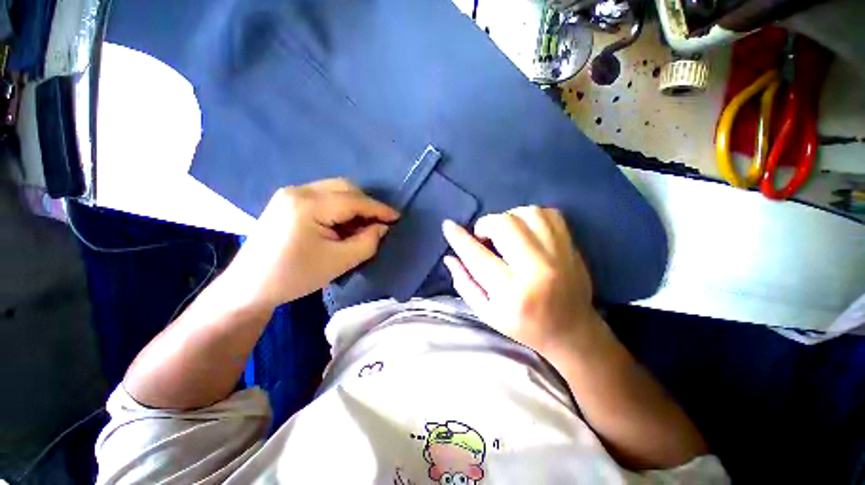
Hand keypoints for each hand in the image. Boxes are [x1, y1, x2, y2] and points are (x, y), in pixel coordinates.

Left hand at [223, 179, 398, 309]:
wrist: (249, 286)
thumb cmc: (295, 276)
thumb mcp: (340, 262)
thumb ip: (368, 241)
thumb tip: (382, 227)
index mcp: (308, 205)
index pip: (354, 201)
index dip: (379, 209)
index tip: (397, 217)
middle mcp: (298, 191)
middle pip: (344, 188)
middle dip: (366, 204)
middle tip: (379, 223)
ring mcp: (290, 194)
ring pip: (334, 190)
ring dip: (353, 205)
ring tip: (362, 225)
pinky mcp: (287, 201)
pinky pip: (323, 196)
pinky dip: (339, 207)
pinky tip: (342, 224)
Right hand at [442, 206, 598, 354]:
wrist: (571, 330)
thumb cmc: (523, 325)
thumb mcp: (486, 312)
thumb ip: (465, 283)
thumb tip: (449, 257)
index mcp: (512, 291)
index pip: (477, 256)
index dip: (459, 238)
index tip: (448, 226)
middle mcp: (536, 269)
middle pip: (503, 224)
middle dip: (486, 226)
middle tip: (485, 239)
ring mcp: (558, 254)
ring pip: (526, 213)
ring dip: (508, 218)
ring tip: (506, 234)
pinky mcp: (571, 245)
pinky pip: (548, 213)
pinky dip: (530, 216)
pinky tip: (526, 231)